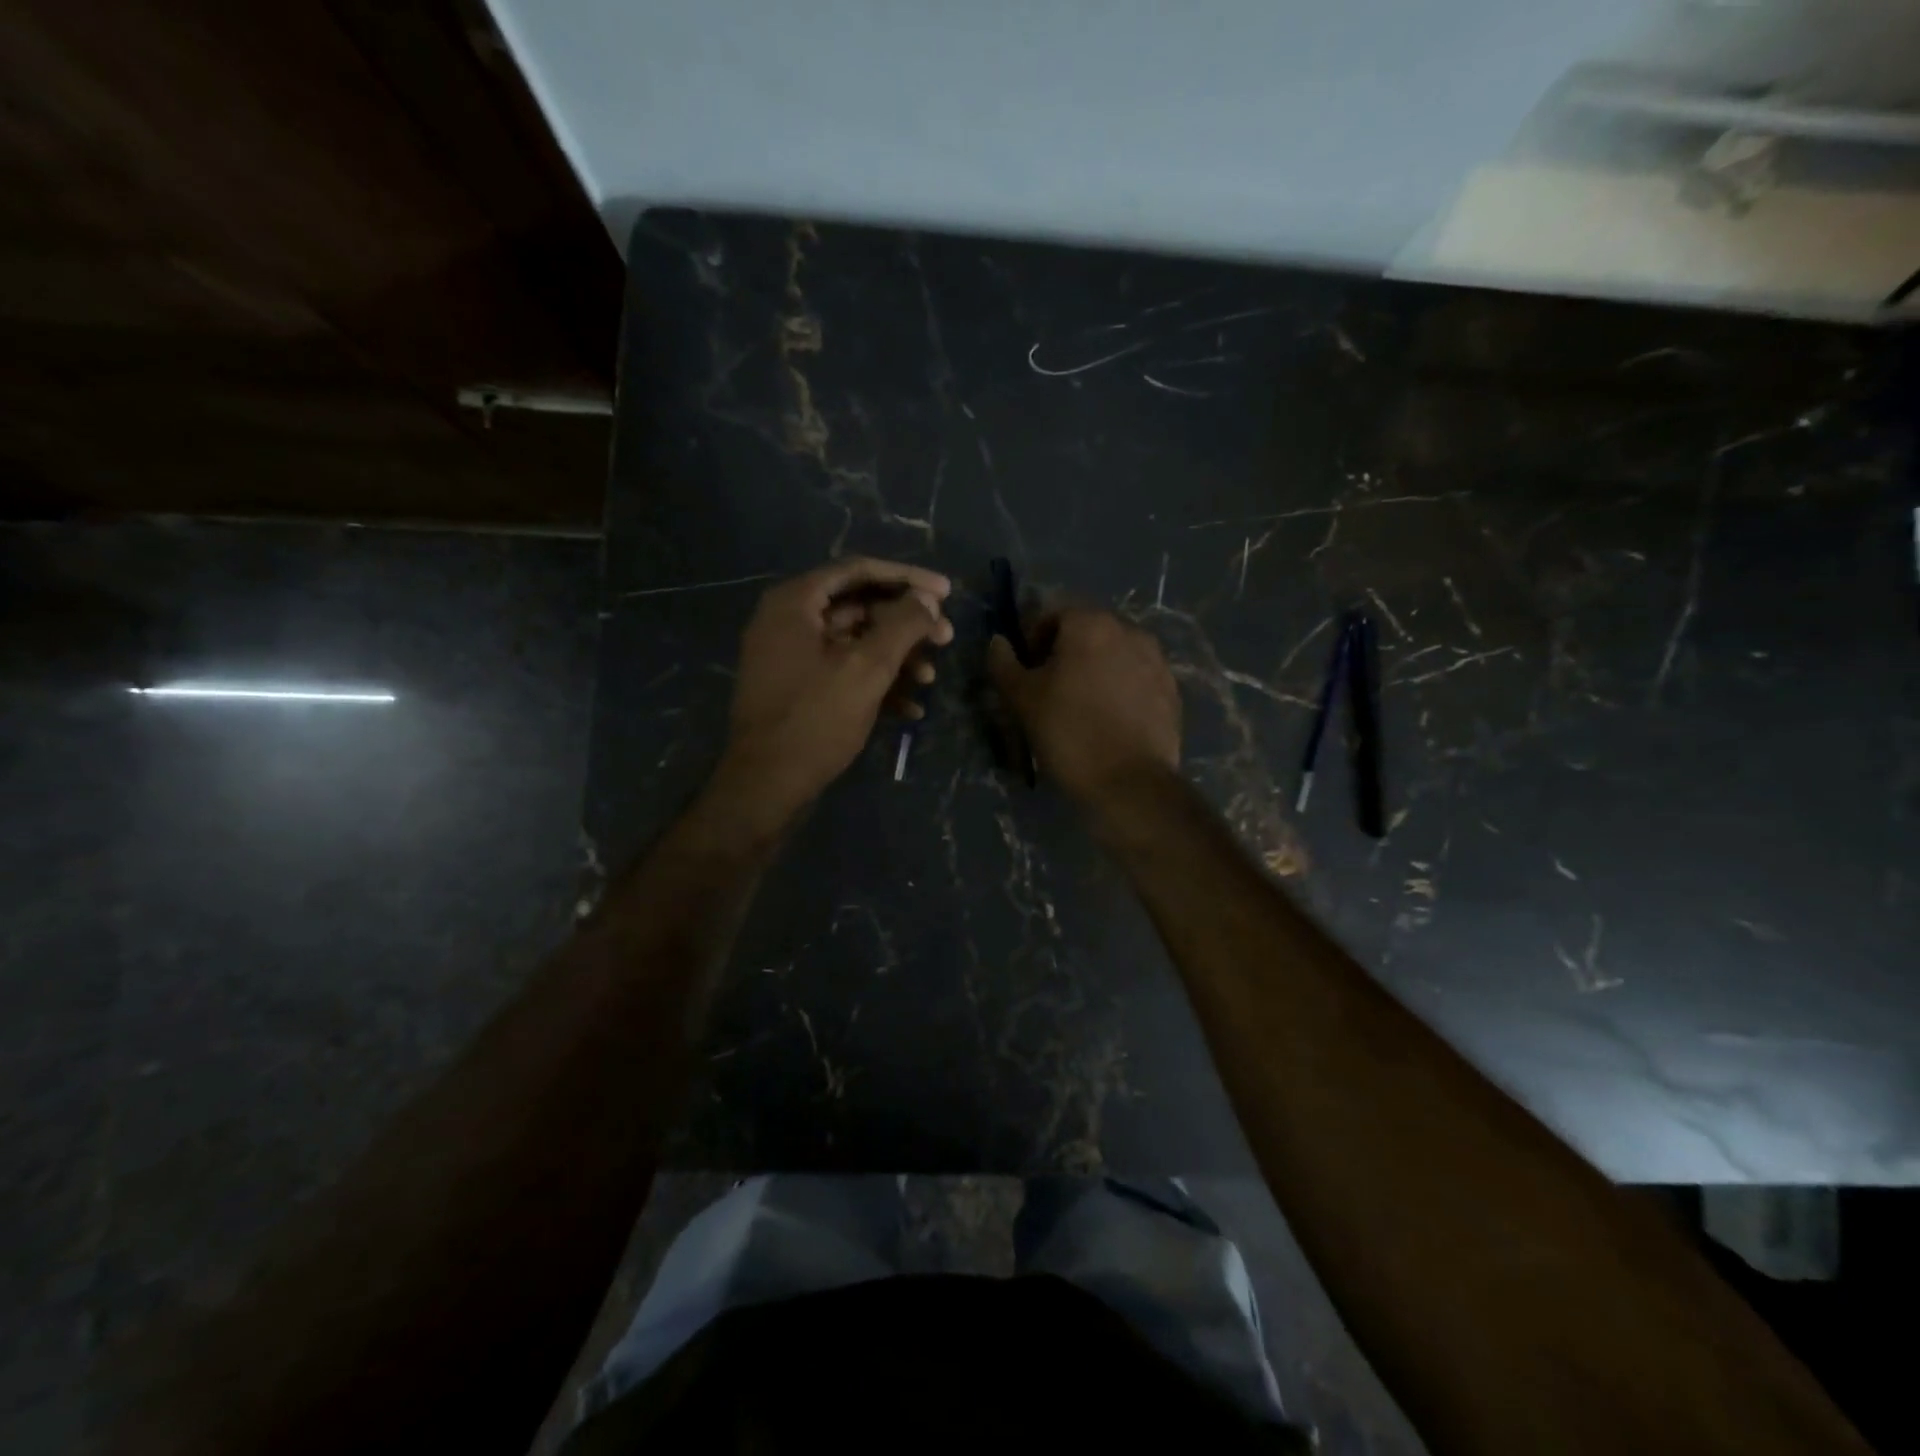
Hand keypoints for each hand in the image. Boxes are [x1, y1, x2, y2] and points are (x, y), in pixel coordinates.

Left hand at [712, 558, 953, 828]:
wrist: (766, 785)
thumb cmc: (816, 719)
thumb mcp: (867, 668)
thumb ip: (902, 626)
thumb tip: (928, 600)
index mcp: (795, 602)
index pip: (859, 571)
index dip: (907, 578)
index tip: (947, 592)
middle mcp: (789, 621)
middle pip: (859, 606)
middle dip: (906, 624)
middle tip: (946, 638)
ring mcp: (791, 657)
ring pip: (855, 642)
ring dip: (896, 656)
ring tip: (930, 677)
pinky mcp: (799, 689)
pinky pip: (842, 671)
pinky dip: (876, 682)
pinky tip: (910, 708)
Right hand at [988, 608, 1179, 804]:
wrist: (1130, 783)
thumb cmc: (1068, 732)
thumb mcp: (1022, 699)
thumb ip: (1004, 663)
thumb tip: (998, 641)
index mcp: (1091, 624)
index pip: (1053, 614)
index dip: (1032, 639)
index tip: (1026, 671)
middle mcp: (1129, 631)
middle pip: (1087, 632)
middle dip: (1065, 654)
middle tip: (1049, 690)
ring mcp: (1156, 660)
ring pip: (1114, 655)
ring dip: (1094, 671)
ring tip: (1081, 707)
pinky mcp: (1171, 691)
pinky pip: (1136, 679)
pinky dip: (1119, 690)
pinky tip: (1108, 721)